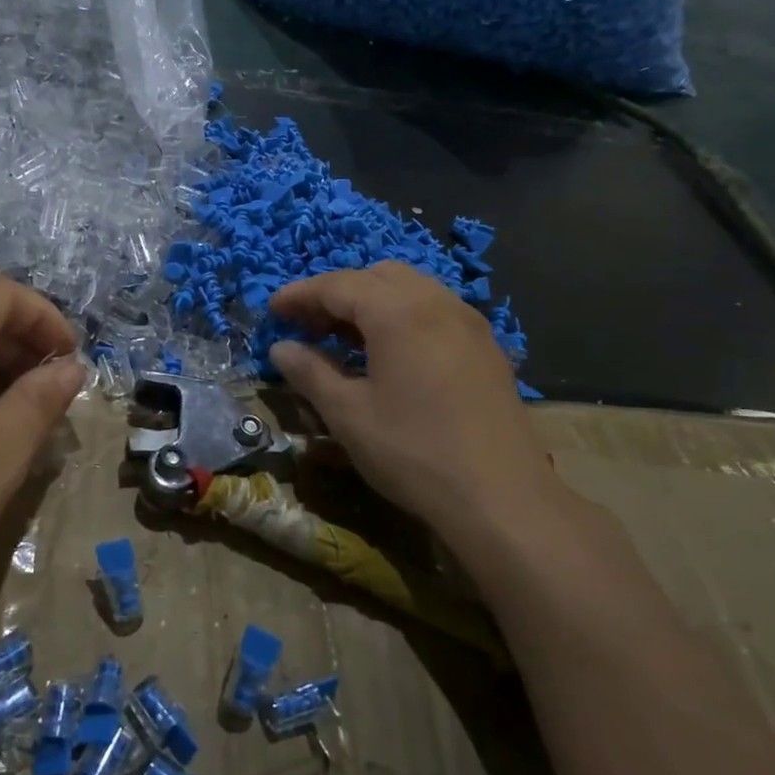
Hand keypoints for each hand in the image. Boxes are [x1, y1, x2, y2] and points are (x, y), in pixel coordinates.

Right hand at [268, 263, 564, 542]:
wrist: (501, 497)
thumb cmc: (413, 452)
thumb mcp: (348, 414)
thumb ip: (310, 372)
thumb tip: (280, 348)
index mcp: (398, 312)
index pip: (338, 285)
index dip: (301, 294)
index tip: (273, 311)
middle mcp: (437, 303)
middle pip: (377, 276)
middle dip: (338, 293)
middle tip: (309, 326)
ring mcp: (468, 323)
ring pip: (411, 289)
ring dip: (372, 302)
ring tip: (346, 339)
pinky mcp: (486, 347)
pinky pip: (435, 311)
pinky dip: (403, 316)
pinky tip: (391, 355)